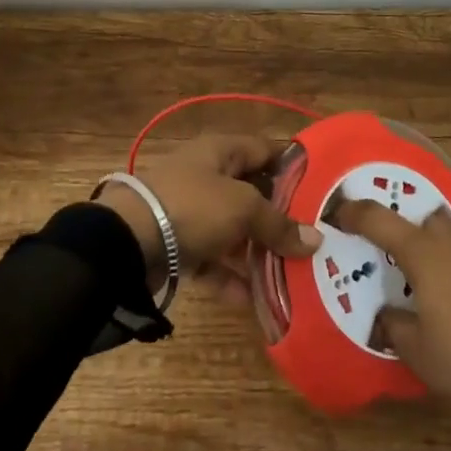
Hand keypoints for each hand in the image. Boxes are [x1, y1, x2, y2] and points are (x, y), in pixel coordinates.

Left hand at [94, 135, 321, 304]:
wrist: (127, 240)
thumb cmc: (193, 207)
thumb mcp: (243, 209)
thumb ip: (279, 224)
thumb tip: (315, 240)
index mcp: (221, 151)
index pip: (266, 150)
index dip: (293, 167)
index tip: (323, 191)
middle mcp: (207, 175)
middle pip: (251, 193)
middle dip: (280, 218)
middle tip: (312, 242)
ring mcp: (190, 210)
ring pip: (233, 229)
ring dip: (258, 252)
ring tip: (292, 276)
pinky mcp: (177, 244)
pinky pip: (213, 259)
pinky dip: (231, 276)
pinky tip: (255, 300)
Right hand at [333, 201, 450, 449]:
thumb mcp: (419, 354)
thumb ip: (394, 326)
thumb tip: (387, 314)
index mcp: (423, 252)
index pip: (378, 219)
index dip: (353, 213)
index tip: (338, 213)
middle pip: (420, 223)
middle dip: (406, 239)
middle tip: (399, 271)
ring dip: (439, 251)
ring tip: (438, 288)